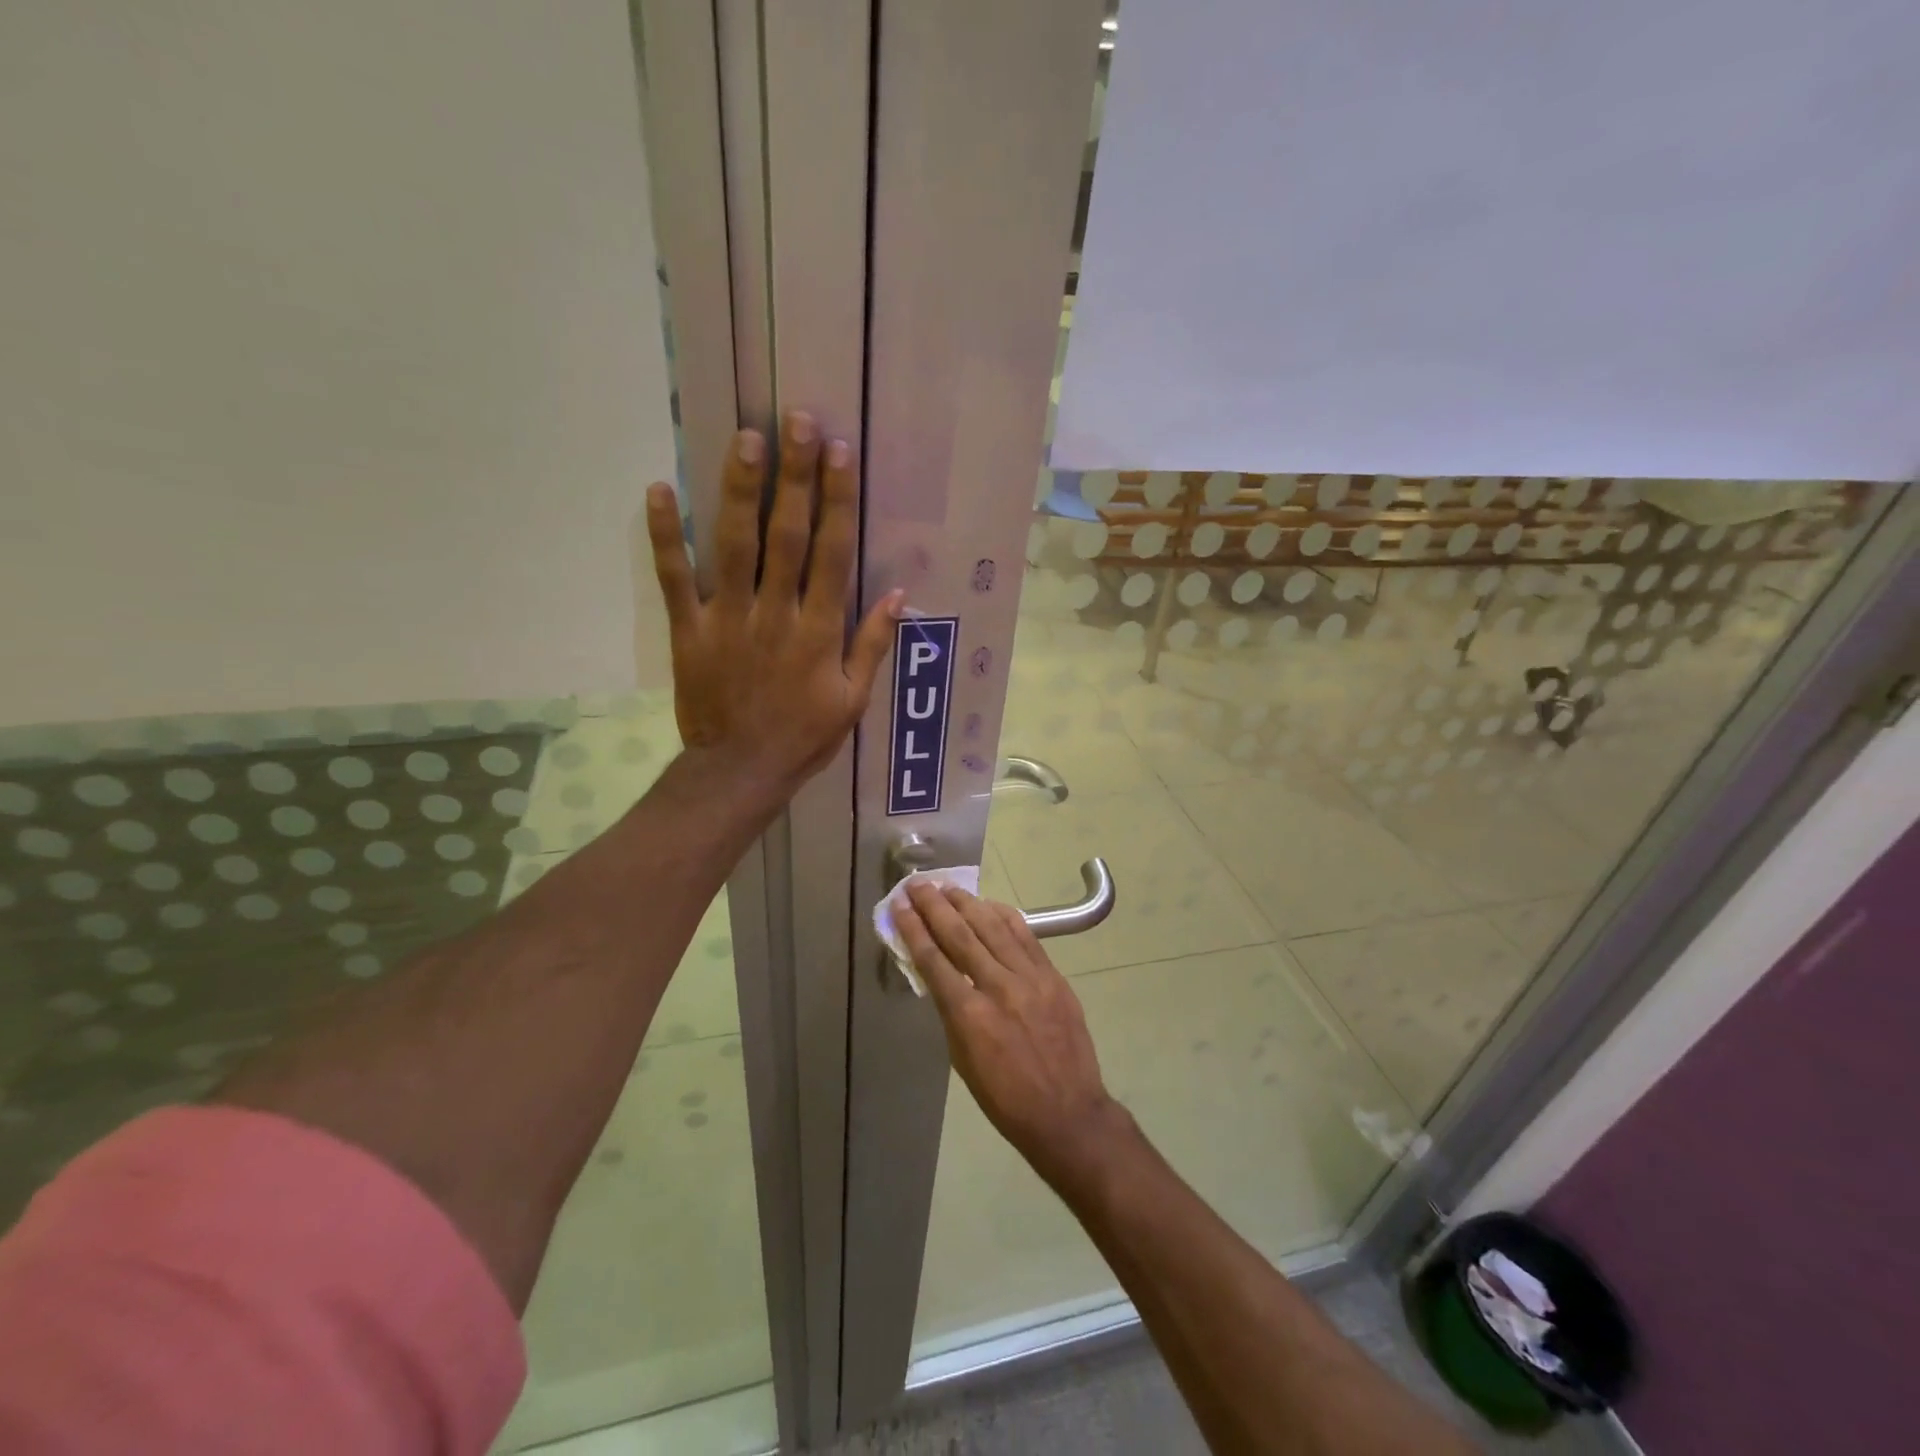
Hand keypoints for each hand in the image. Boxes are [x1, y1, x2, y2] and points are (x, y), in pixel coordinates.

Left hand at [646, 411, 902, 796]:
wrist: (740, 772)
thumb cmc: (804, 737)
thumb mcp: (852, 700)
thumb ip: (872, 645)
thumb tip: (900, 594)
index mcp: (819, 632)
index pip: (833, 554)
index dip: (838, 501)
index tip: (840, 453)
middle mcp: (776, 614)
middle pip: (787, 536)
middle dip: (794, 477)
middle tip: (796, 419)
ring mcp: (728, 619)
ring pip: (735, 545)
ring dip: (740, 490)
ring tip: (745, 437)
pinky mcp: (689, 631)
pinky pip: (675, 579)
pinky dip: (665, 536)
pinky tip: (660, 490)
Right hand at [894, 882, 1136, 1192]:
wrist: (1067, 1112)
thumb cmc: (1005, 1098)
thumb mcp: (962, 1060)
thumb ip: (951, 1011)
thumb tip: (940, 975)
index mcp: (969, 1016)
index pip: (933, 959)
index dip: (913, 928)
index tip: (899, 905)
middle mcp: (998, 987)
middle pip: (960, 934)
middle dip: (934, 905)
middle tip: (917, 884)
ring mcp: (1030, 978)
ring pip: (992, 927)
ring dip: (967, 903)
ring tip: (947, 887)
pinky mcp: (1053, 976)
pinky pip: (1025, 935)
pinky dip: (1003, 915)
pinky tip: (988, 904)